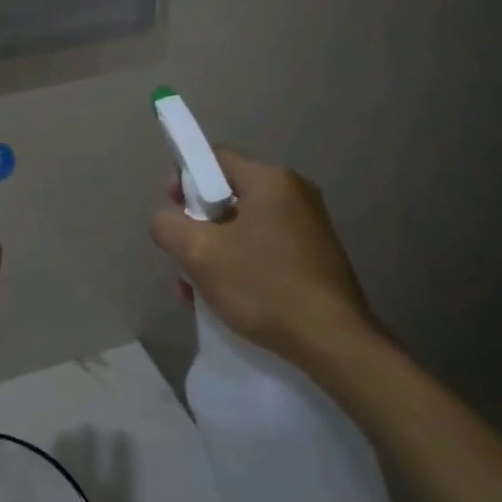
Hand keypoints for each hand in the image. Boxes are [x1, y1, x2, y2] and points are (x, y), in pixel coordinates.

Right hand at [148, 148, 380, 371]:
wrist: (334, 343)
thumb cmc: (264, 286)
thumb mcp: (198, 252)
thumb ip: (167, 224)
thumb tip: (166, 219)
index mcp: (270, 179)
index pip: (213, 158)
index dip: (183, 180)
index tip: (173, 212)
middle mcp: (294, 193)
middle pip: (226, 195)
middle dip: (196, 224)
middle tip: (182, 256)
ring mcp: (309, 226)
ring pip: (242, 226)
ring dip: (214, 251)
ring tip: (196, 289)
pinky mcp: (315, 256)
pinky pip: (264, 247)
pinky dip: (240, 264)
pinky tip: (224, 298)